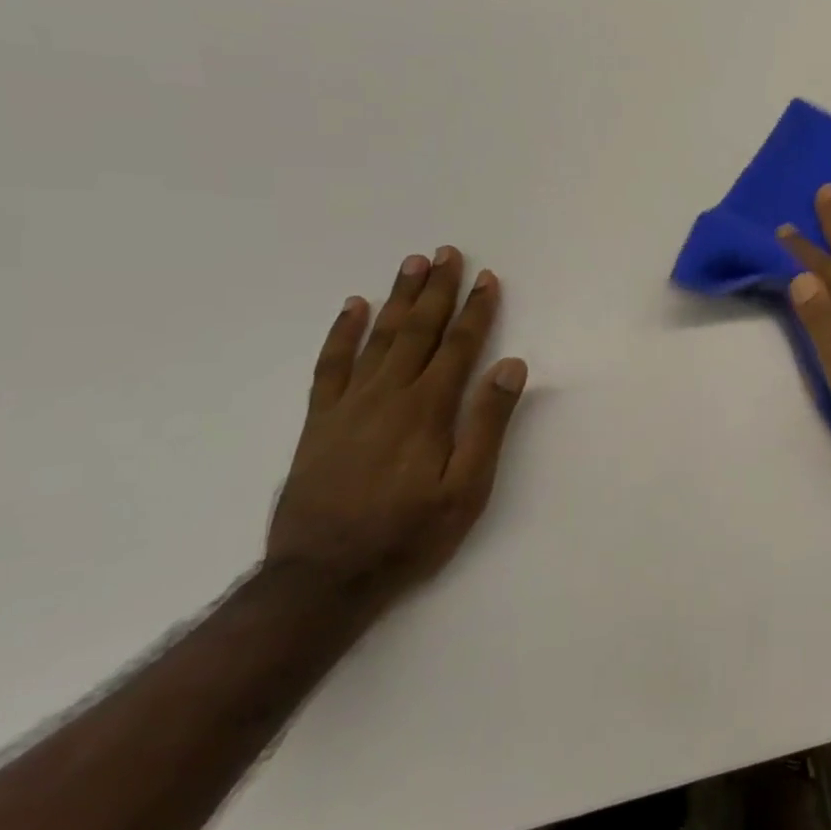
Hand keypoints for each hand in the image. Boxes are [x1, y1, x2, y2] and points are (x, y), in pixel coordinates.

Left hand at [266, 247, 528, 601]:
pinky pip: (330, 365)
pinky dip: (342, 333)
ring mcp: (349, 405)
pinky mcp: (320, 421)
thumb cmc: (410, 534)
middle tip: (447, 253)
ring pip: (378, 338)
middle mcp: (389, 395)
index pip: (460, 346)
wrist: (324, 576)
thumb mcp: (467, 489)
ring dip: (397, 298)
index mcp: (429, 409)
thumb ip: (488, 424)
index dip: (477, 311)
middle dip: (437, 290)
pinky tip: (353, 308)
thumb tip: (510, 366)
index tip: (488, 278)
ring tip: (411, 264)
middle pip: (418, 331)